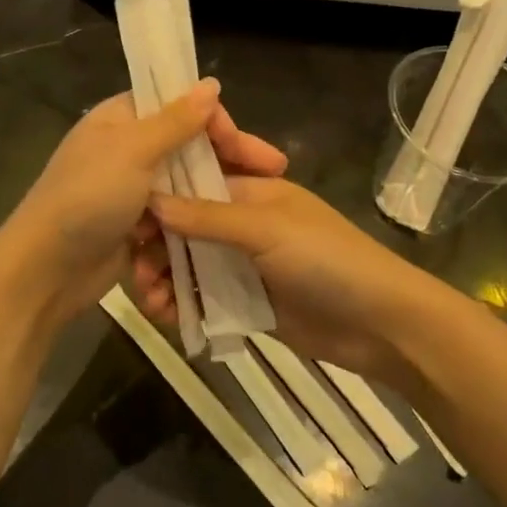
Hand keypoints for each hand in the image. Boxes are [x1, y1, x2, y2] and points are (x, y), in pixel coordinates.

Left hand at [3, 80, 286, 328]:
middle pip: (187, 146)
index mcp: (120, 119)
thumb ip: (176, 120)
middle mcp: (125, 148)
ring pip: (184, 184)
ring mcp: (129, 190)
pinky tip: (226, 230)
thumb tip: (211, 83)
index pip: (179, 105)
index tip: (248, 147)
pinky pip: (173, 217)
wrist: (45, 271)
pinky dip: (194, 221)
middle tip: (274, 172)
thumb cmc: (88, 198)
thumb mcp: (134, 151)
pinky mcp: (133, 226)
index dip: (216, 122)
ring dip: (214, 194)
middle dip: (228, 160)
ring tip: (257, 206)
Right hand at [135, 178, 450, 387]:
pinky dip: (183, 304)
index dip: (159, 196)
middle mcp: (243, 222)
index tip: (127, 218)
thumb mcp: (266, 229)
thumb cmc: (327, 260)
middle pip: (185, 226)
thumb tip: (152, 200)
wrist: (379, 324)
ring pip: (189, 263)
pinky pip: (204, 297)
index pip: (194, 182)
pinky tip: (168, 317)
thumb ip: (208, 216)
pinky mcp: (246, 302)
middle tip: (135, 269)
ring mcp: (244, 264)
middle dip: (156, 245)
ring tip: (151, 301)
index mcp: (252, 191)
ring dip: (165, 277)